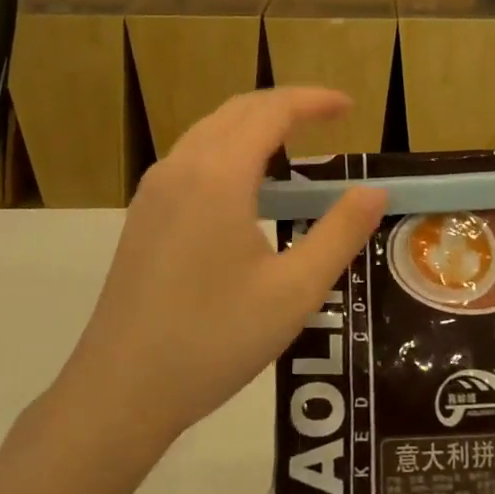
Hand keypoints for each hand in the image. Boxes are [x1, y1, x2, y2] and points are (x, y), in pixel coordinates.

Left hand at [54, 89, 386, 451]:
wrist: (120, 392)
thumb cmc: (214, 340)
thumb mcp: (294, 291)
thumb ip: (340, 233)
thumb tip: (375, 191)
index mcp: (219, 176)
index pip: (272, 112)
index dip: (314, 101)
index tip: (350, 106)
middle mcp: (181, 168)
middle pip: (238, 110)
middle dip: (287, 104)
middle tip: (330, 118)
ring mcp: (155, 190)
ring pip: (210, 130)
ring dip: (255, 123)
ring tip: (295, 142)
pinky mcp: (143, 214)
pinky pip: (191, 156)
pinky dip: (229, 147)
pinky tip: (247, 183)